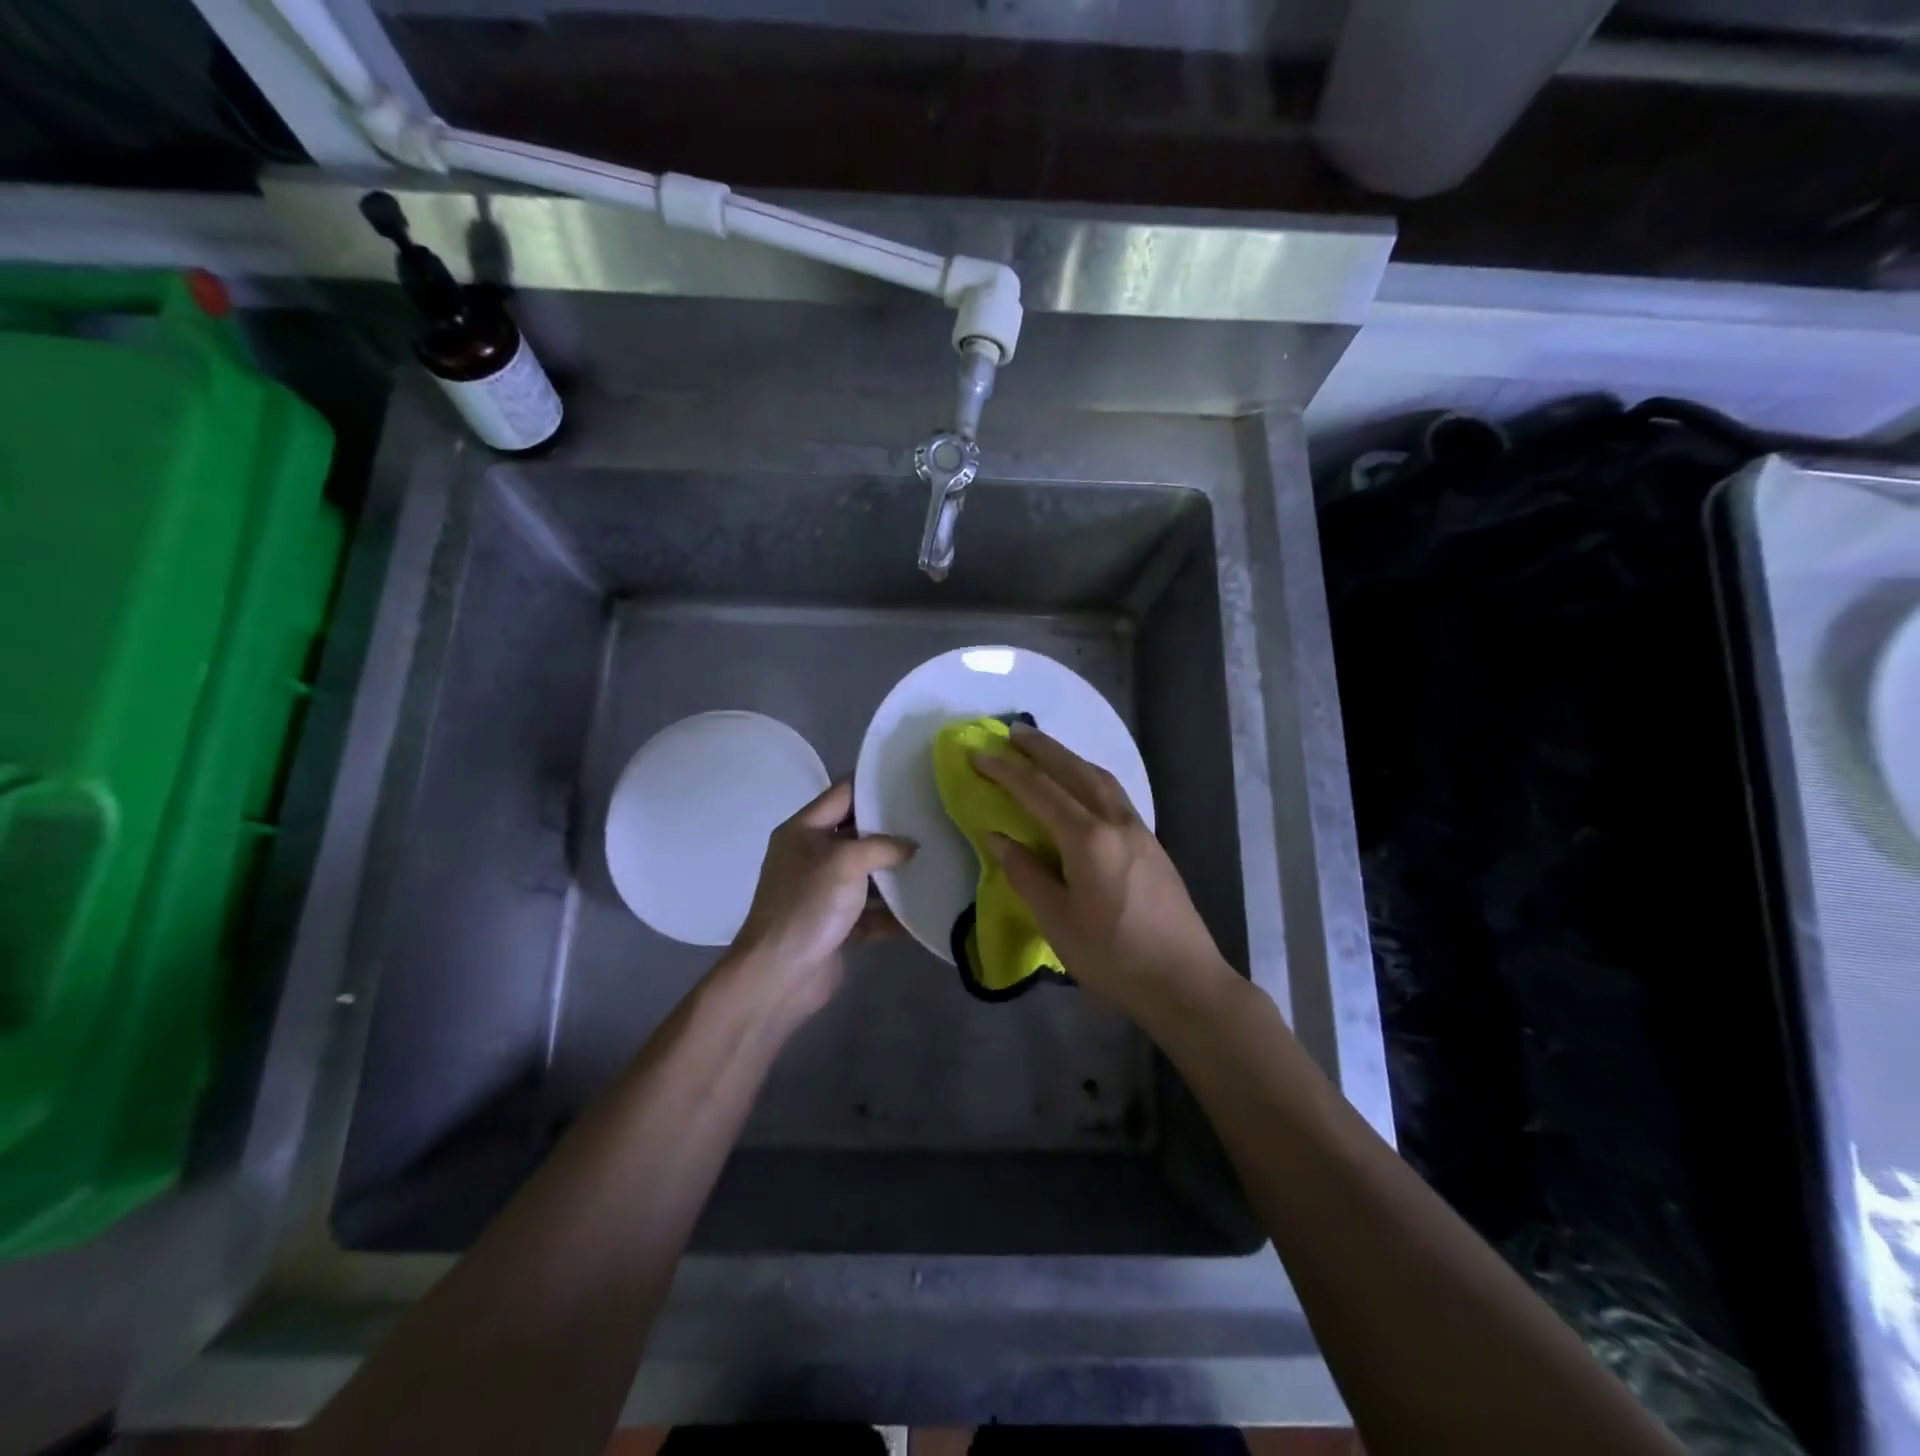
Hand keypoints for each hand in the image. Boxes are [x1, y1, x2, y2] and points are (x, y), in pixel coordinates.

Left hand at [725, 781, 914, 1021]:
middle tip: (931, 818)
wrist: (778, 975)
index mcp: (803, 831)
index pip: (842, 794)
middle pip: (857, 834)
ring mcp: (823, 893)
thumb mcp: (845, 861)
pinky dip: (892, 914)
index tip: (909, 777)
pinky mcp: (836, 926)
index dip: (873, 784)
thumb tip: (911, 846)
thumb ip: (881, 846)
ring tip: (935, 860)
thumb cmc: (807, 905)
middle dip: (892, 830)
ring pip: (867, 875)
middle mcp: (811, 857)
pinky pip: (870, 913)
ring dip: (895, 874)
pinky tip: (923, 910)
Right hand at [971, 724, 1233, 1023]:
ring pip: (1101, 778)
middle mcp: (1116, 822)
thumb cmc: (1113, 957)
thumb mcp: (1057, 921)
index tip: (979, 753)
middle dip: (1042, 748)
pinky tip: (1082, 787)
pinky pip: (1115, 794)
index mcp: (1088, 840)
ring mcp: (1139, 829)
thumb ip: (1025, 874)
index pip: (1039, 792)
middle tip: (1014, 730)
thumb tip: (997, 838)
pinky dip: (1090, 777)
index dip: (1006, 770)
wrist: (1184, 980)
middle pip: (1075, 771)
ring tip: (1045, 750)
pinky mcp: (1152, 842)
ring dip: (1070, 757)